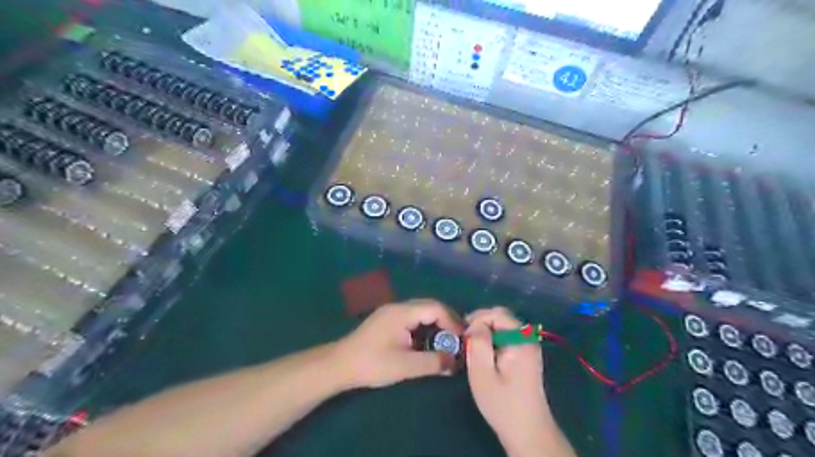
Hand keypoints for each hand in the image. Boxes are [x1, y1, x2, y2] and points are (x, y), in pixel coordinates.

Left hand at [336, 300, 464, 388]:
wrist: (339, 365)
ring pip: (421, 311)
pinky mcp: (387, 321)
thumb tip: (455, 362)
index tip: (462, 339)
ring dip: (435, 324)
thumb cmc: (372, 364)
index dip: (452, 321)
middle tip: (457, 339)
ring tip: (445, 342)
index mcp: (402, 312)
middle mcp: (398, 307)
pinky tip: (426, 342)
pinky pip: (412, 318)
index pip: (435, 307)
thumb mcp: (405, 366)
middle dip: (446, 321)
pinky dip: (424, 327)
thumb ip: (433, 362)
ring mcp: (391, 312)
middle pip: (429, 306)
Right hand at [464, 310, 553, 454]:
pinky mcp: (526, 355)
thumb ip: (478, 343)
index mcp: (520, 340)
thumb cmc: (502, 403)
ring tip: (473, 348)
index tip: (463, 335)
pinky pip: (507, 336)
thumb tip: (475, 324)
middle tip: (466, 340)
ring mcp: (529, 346)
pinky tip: (484, 355)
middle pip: (501, 317)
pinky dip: (493, 339)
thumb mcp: (482, 373)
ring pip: (503, 326)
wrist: (527, 431)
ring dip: (486, 331)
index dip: (477, 319)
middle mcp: (528, 338)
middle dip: (481, 323)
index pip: (497, 314)